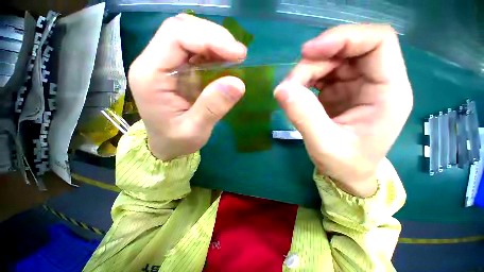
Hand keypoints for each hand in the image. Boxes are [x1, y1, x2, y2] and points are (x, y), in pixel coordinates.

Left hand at [128, 14, 246, 160]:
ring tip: (234, 56)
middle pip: (181, 29)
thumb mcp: (195, 130)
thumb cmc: (176, 141)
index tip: (238, 54)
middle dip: (214, 36)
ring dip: (214, 41)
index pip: (176, 37)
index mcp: (150, 75)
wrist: (166, 145)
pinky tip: (224, 61)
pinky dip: (212, 50)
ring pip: (188, 34)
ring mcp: (163, 63)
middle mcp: (152, 62)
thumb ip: (213, 107)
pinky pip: (193, 49)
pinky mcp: (176, 69)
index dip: (209, 39)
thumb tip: (238, 83)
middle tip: (238, 54)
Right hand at [274, 25, 412, 196]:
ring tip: (290, 91)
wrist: (347, 174)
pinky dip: (305, 79)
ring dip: (306, 71)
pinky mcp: (341, 90)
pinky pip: (322, 73)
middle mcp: (376, 81)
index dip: (343, 37)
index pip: (378, 41)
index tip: (308, 52)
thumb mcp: (324, 144)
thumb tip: (281, 89)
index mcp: (389, 91)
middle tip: (290, 84)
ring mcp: (357, 84)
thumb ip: (304, 116)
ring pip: (331, 59)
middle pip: (347, 49)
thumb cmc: (345, 164)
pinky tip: (297, 93)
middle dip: (314, 61)